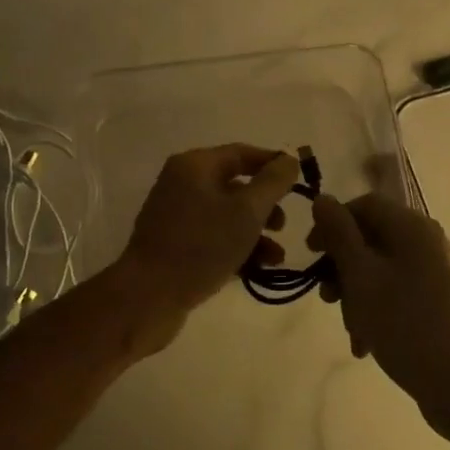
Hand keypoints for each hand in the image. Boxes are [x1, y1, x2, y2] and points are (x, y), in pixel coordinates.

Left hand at [112, 144, 300, 353]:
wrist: (148, 296)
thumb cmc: (201, 245)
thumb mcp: (246, 211)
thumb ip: (273, 182)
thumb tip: (289, 161)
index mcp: (195, 165)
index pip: (242, 153)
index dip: (273, 164)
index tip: (300, 181)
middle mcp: (182, 183)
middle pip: (234, 185)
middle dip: (265, 205)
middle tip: (284, 225)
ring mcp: (176, 215)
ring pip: (226, 215)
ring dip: (255, 232)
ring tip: (276, 257)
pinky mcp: (174, 244)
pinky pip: (213, 237)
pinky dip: (236, 247)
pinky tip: (257, 269)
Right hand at [309, 193, 449, 440]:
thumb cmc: (404, 324)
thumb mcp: (360, 276)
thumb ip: (339, 234)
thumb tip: (323, 199)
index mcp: (413, 227)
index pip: (364, 205)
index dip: (333, 223)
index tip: (310, 254)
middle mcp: (429, 241)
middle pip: (372, 238)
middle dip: (343, 267)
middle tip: (326, 297)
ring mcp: (437, 272)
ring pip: (381, 269)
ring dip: (357, 294)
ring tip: (349, 328)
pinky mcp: (440, 300)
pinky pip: (398, 291)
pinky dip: (377, 308)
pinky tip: (365, 342)